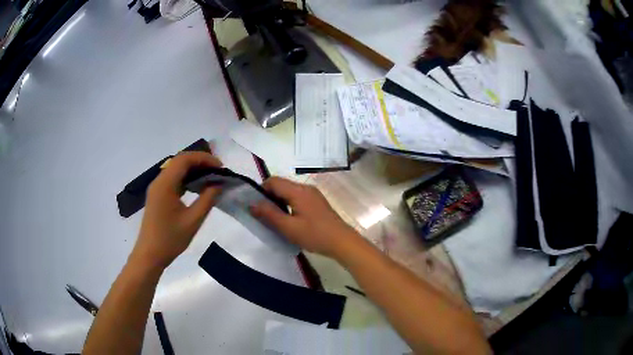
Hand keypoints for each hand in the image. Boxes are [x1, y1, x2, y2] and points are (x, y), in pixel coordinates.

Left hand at [131, 152, 222, 269]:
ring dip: (193, 169)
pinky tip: (197, 187)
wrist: (150, 255)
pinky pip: (172, 179)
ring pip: (176, 169)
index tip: (220, 167)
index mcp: (165, 184)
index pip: (185, 159)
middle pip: (180, 161)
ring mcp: (156, 188)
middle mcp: (159, 181)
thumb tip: (219, 184)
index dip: (204, 158)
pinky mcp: (157, 195)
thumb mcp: (193, 221)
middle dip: (200, 162)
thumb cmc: (170, 239)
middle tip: (218, 171)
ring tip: (210, 177)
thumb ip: (207, 199)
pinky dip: (186, 178)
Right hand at [250, 177, 361, 258]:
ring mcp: (313, 195)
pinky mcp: (318, 202)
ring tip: (276, 220)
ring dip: (280, 202)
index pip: (273, 181)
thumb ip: (269, 214)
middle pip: (282, 185)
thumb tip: (252, 204)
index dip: (261, 191)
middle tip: (265, 216)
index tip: (257, 207)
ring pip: (290, 192)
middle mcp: (306, 188)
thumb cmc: (315, 235)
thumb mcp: (289, 227)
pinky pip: (298, 198)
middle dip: (270, 197)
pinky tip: (291, 220)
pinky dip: (289, 205)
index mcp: (298, 191)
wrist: (342, 242)